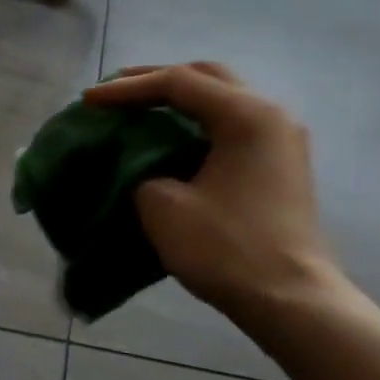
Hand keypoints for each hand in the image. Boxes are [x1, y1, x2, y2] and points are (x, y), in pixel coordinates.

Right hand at [85, 63, 343, 320]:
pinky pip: (233, 125)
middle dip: (156, 81)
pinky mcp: (281, 165)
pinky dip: (198, 123)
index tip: (89, 101)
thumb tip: (144, 166)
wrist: (291, 301)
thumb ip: (142, 171)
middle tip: (115, 91)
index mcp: (246, 115)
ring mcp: (281, 140)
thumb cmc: (227, 249)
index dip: (127, 89)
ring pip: (223, 99)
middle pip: (206, 77)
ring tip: (139, 108)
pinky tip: (172, 137)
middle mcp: (270, 115)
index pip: (178, 83)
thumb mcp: (163, 206)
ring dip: (180, 100)